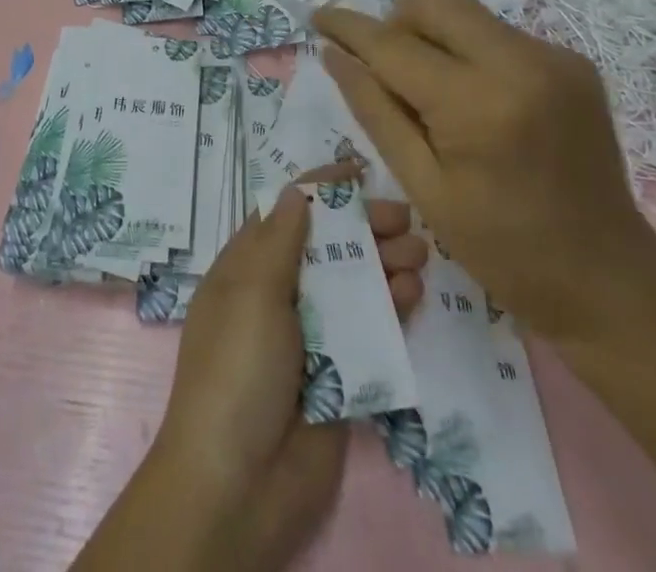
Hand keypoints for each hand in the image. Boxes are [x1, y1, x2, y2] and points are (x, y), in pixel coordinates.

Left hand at [74, 182, 425, 571]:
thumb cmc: (236, 369)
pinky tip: (414, 292)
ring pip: (353, 286)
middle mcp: (279, 294)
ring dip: (384, 264)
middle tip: (405, 218)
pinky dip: (391, 308)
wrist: (238, 484)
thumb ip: (280, 241)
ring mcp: (310, 335)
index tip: (359, 170)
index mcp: (248, 268)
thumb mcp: (252, 293)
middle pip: (326, 247)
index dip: (321, 189)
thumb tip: (296, 191)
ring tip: (419, 252)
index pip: (287, 213)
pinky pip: (369, 331)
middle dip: (363, 227)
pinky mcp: (339, 375)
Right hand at [315, 0, 655, 343]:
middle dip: (398, 22)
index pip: (392, 42)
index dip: (347, 26)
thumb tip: (333, 53)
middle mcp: (520, 60)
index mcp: (478, 103)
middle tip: (391, 73)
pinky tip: (481, 108)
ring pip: (463, 10)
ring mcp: (553, 55)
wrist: (610, 279)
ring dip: (434, 39)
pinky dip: (470, 55)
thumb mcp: (423, 187)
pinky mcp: (571, 60)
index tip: (316, 16)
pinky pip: (495, 33)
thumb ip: (374, 110)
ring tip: (439, 101)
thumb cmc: (504, 250)